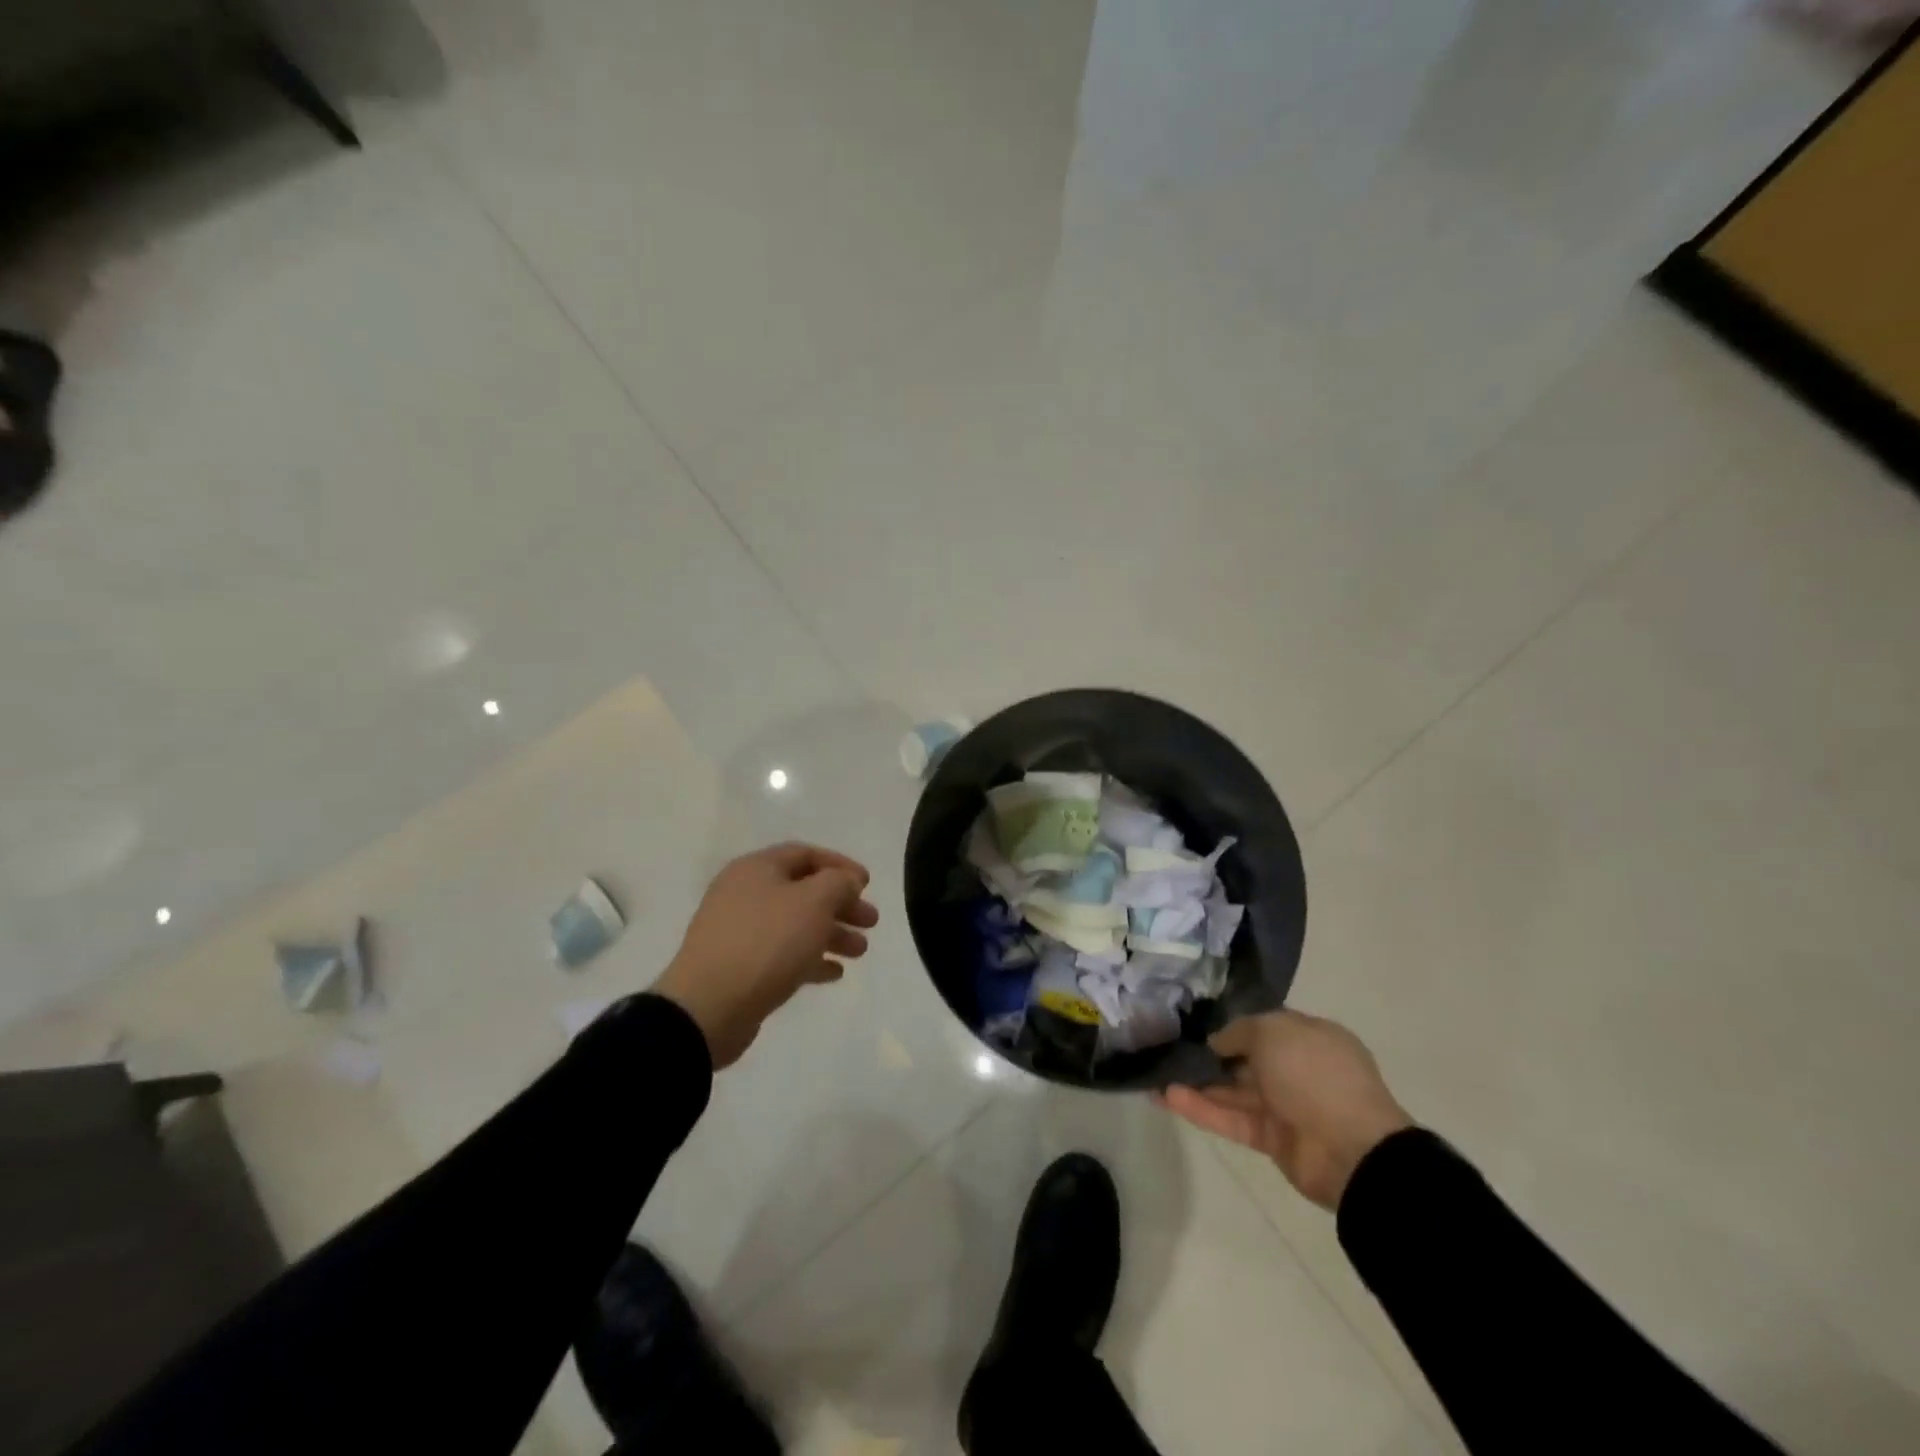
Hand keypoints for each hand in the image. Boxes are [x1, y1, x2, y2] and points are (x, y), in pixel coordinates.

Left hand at [653, 842, 879, 1068]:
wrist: (708, 1008)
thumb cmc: (766, 942)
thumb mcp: (813, 902)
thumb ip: (838, 883)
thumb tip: (846, 881)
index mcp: (756, 869)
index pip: (805, 854)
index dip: (840, 865)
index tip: (868, 884)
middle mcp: (744, 894)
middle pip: (803, 890)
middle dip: (841, 904)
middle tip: (871, 921)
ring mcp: (738, 932)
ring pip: (795, 924)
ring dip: (831, 934)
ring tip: (860, 952)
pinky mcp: (738, 967)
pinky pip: (782, 954)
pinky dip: (810, 959)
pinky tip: (834, 973)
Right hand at [1157, 1009, 1412, 1210]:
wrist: (1352, 1150)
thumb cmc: (1315, 1073)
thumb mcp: (1274, 1030)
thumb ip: (1239, 1031)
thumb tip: (1217, 1042)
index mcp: (1309, 1037)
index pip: (1264, 1025)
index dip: (1231, 1023)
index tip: (1195, 1021)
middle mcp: (1298, 1069)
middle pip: (1245, 1059)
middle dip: (1208, 1054)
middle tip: (1167, 1046)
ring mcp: (1285, 1106)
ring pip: (1233, 1090)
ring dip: (1196, 1083)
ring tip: (1155, 1074)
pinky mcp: (1271, 1139)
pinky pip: (1231, 1119)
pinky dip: (1202, 1109)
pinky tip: (1167, 1097)